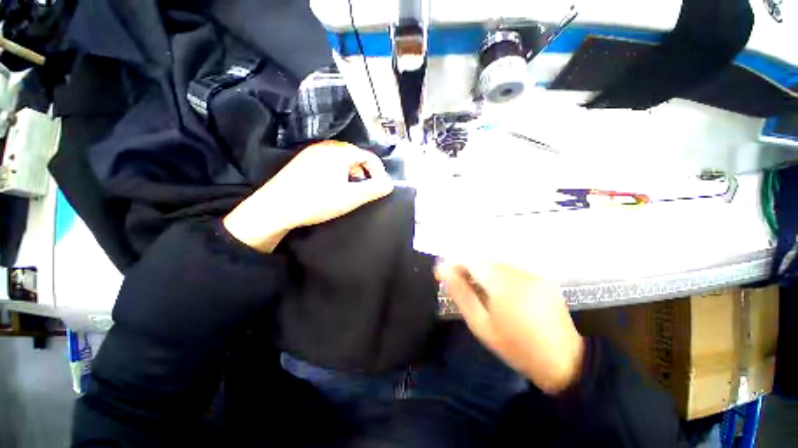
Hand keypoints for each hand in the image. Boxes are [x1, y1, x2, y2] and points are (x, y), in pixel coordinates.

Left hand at [224, 141, 393, 251]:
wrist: (275, 207)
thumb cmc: (316, 201)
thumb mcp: (351, 197)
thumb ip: (374, 189)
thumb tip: (389, 184)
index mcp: (339, 152)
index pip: (369, 156)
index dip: (378, 171)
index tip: (380, 186)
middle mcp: (325, 147)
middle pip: (355, 156)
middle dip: (364, 173)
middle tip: (364, 189)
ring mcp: (311, 153)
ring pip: (341, 160)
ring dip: (351, 174)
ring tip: (349, 190)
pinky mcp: (302, 162)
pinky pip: (328, 163)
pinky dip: (337, 174)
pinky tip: (331, 188)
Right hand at [436, 261, 584, 393]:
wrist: (564, 361)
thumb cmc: (516, 347)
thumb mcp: (481, 324)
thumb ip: (461, 293)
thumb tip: (443, 271)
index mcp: (502, 283)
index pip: (470, 259)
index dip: (453, 263)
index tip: (443, 274)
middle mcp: (517, 270)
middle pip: (483, 258)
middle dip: (466, 267)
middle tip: (458, 283)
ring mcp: (531, 271)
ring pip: (496, 261)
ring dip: (481, 270)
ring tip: (477, 288)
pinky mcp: (540, 275)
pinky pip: (510, 267)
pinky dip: (497, 273)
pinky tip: (497, 290)